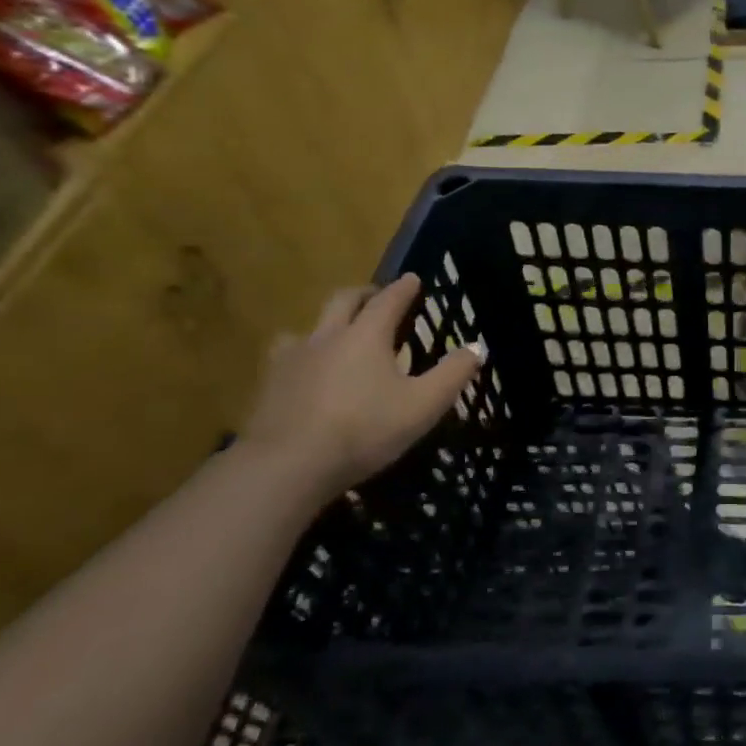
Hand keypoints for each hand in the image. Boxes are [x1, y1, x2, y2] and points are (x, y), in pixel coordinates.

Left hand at [238, 275, 479, 503]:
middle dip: (364, 295)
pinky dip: (303, 355)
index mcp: (366, 336)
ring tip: (338, 337)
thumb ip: (453, 373)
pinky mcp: (268, 386)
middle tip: (378, 298)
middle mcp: (327, 337)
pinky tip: (307, 374)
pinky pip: (286, 357)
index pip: (388, 300)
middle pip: (343, 301)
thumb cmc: (364, 429)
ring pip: (309, 328)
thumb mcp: (424, 404)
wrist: (285, 467)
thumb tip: (477, 346)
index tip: (412, 279)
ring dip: (328, 325)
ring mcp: (291, 360)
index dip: (403, 288)